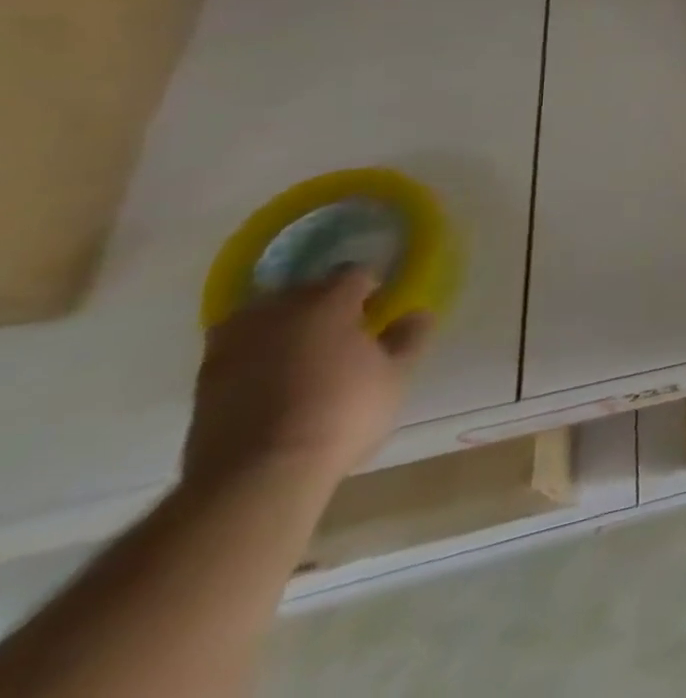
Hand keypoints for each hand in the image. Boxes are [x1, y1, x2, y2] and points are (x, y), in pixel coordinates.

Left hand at [182, 268, 431, 499]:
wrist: (256, 478)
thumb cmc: (341, 415)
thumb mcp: (396, 376)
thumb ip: (409, 337)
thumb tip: (416, 313)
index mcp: (328, 301)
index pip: (354, 274)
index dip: (371, 288)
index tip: (379, 309)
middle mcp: (278, 311)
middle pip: (305, 289)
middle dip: (325, 302)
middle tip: (344, 329)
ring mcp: (234, 345)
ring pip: (263, 316)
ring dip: (282, 324)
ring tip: (301, 349)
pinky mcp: (204, 381)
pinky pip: (237, 349)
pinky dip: (254, 353)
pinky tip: (271, 375)